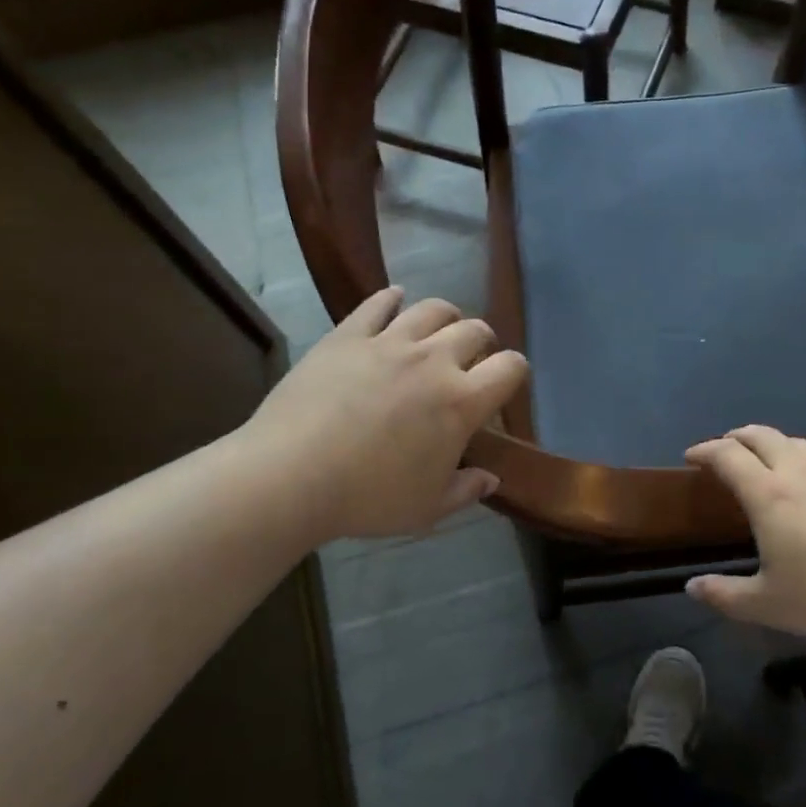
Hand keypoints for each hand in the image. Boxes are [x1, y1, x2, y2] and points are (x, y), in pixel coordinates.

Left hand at [241, 288, 527, 542]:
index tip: (505, 383)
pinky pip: (377, 303)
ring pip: (432, 309)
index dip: (515, 371)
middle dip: (482, 341)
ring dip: (446, 315)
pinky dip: (391, 298)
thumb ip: (466, 490)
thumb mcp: (427, 508)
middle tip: (471, 358)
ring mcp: (389, 342)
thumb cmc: (368, 498)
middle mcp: (434, 361)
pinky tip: (394, 298)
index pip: (510, 368)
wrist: (290, 476)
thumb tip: (491, 479)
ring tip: (439, 328)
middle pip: (475, 330)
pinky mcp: (348, 335)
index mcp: (461, 402)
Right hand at [684, 426, 805, 646]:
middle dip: (736, 437)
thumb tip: (692, 587)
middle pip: (761, 435)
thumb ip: (724, 594)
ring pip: (796, 441)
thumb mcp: (766, 605)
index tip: (691, 457)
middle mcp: (798, 471)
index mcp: (768, 494)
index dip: (705, 450)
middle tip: (725, 450)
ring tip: (766, 460)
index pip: (727, 455)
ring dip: (772, 444)